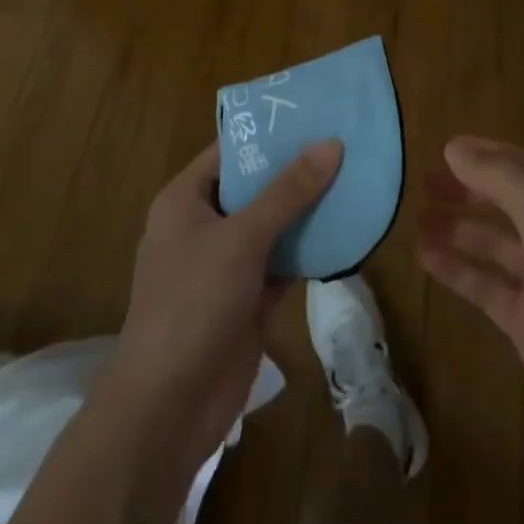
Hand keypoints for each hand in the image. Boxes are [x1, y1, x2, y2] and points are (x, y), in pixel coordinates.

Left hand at [0, 138, 342, 523]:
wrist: (167, 411)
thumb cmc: (192, 304)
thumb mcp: (241, 238)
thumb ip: (288, 192)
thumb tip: (331, 143)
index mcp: (186, 200)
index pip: (231, 150)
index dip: (269, 131)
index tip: (314, 112)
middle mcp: (204, 225)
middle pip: (256, 186)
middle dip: (297, 169)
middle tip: (345, 140)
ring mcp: (226, 265)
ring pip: (274, 225)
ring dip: (309, 209)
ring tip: (355, 176)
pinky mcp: (248, 300)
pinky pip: (284, 262)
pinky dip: (311, 249)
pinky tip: (348, 229)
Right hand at [418, 136, 523, 487]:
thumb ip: (502, 179)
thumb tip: (454, 148)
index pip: (518, 164)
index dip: (481, 154)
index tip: (439, 149)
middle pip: (501, 199)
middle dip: (464, 189)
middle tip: (420, 182)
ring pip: (489, 241)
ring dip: (455, 227)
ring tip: (414, 217)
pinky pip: (483, 282)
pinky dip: (456, 268)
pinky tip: (424, 257)